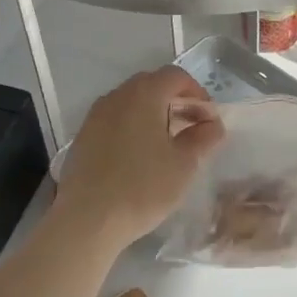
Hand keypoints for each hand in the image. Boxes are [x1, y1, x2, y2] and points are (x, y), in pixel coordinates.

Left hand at [52, 67, 223, 253]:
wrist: (87, 219)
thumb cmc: (142, 187)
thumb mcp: (184, 164)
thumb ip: (203, 138)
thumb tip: (213, 124)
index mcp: (144, 94)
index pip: (176, 76)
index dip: (197, 93)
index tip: (209, 119)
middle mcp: (117, 96)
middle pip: (152, 85)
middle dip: (176, 102)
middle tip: (192, 129)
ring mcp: (96, 115)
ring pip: (132, 103)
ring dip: (154, 114)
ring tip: (168, 144)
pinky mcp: (84, 136)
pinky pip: (115, 120)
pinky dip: (133, 127)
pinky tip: (140, 156)